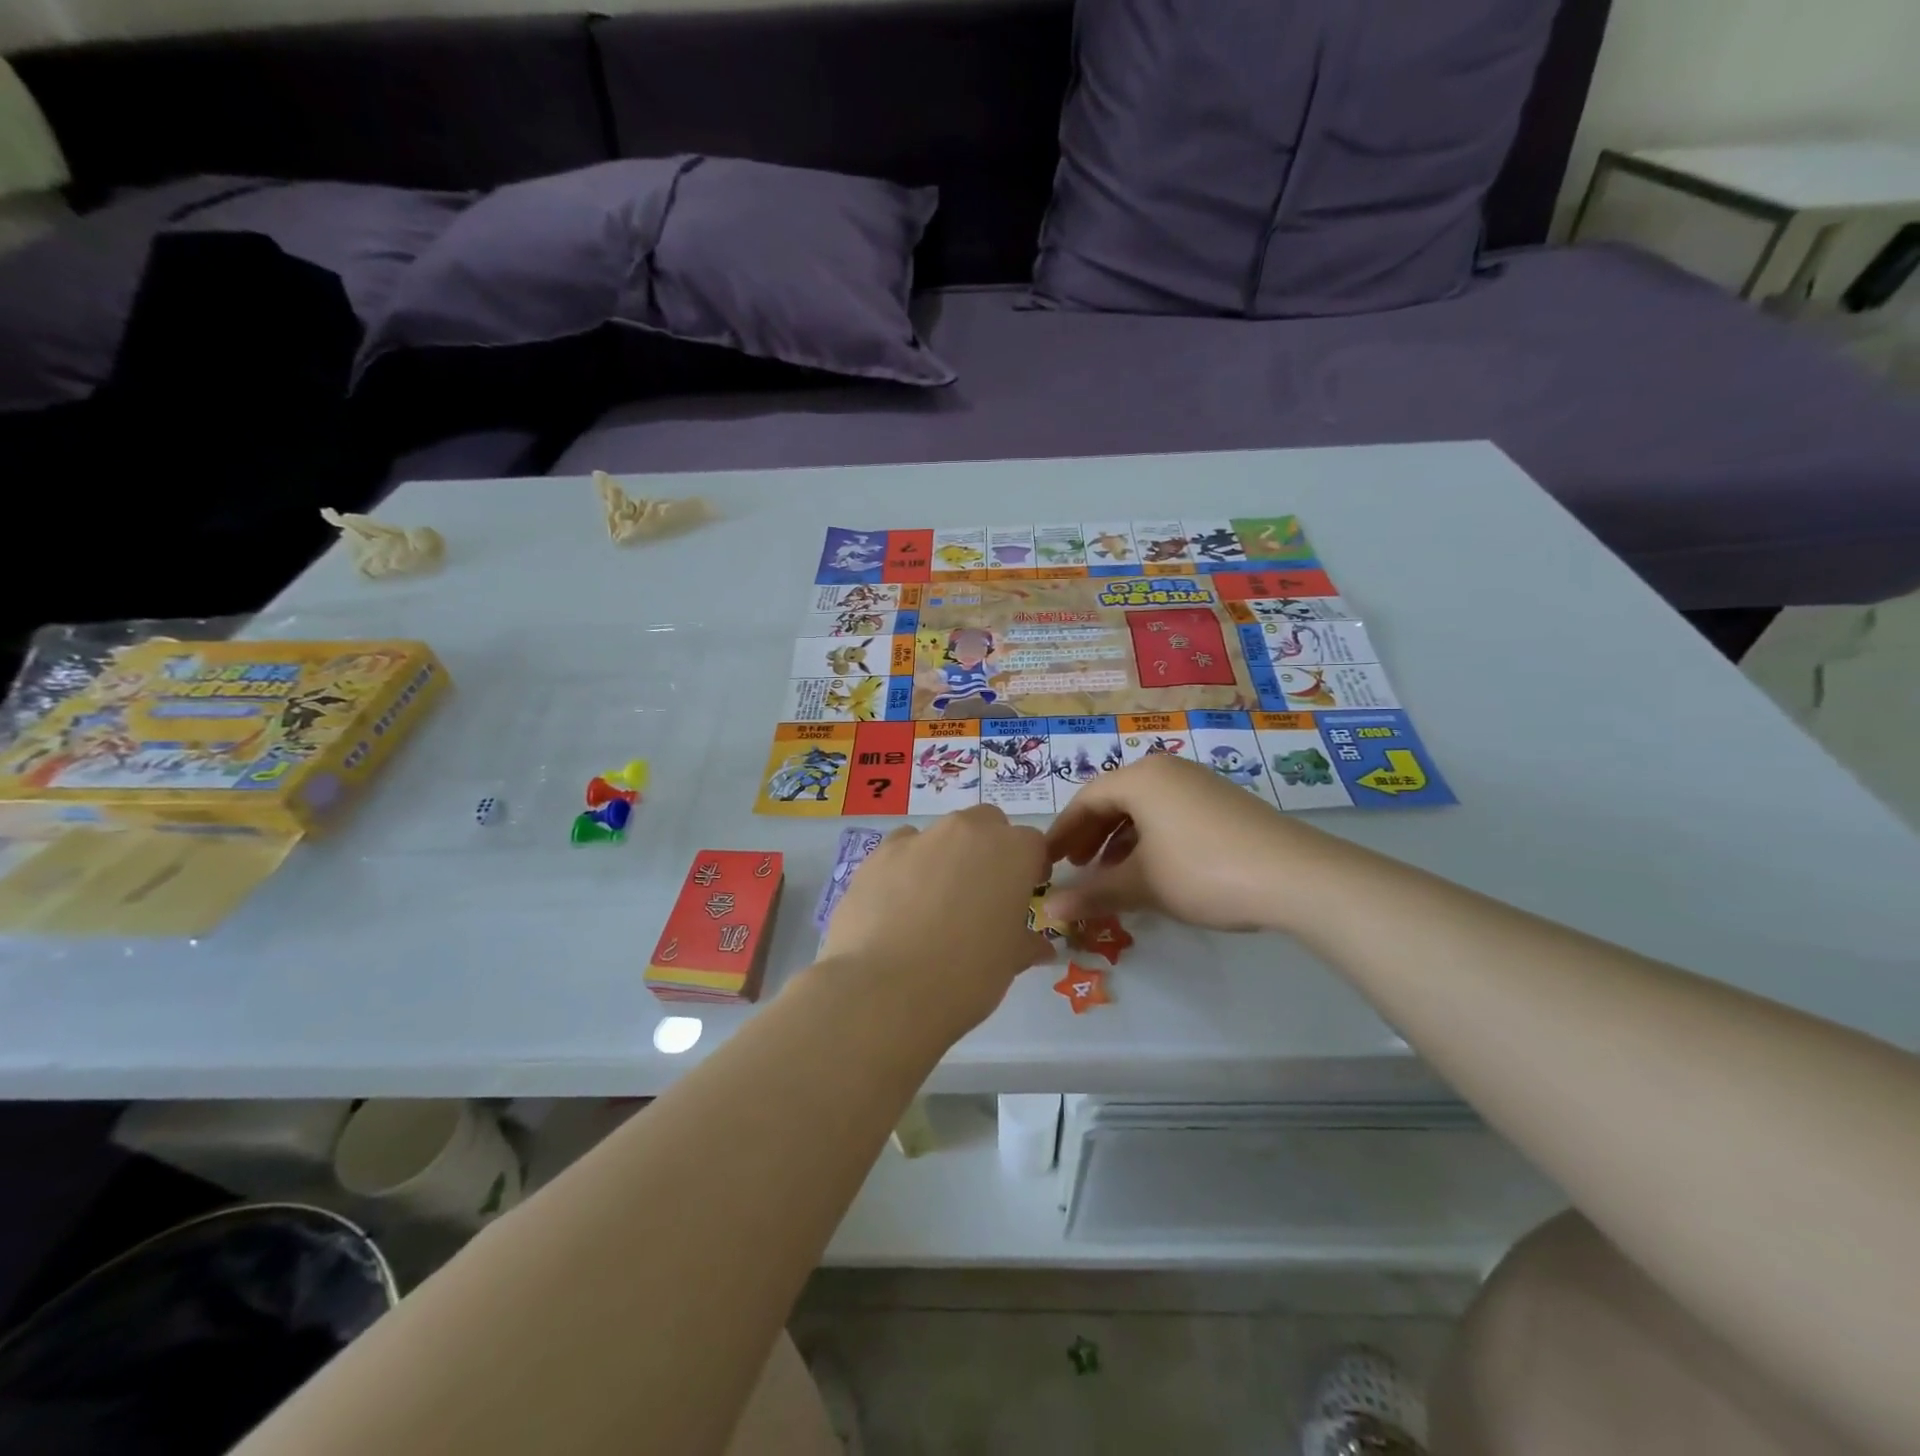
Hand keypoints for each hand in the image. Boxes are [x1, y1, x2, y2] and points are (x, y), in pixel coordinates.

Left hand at [819, 807, 1055, 1038]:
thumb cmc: (966, 976)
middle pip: (987, 824)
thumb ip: (1025, 943)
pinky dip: (906, 867)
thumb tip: (1039, 946)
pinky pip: (902, 849)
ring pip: (942, 834)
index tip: (1022, 896)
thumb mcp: (1009, 964)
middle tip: (980, 895)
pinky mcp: (878, 854)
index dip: (1029, 869)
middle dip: (989, 850)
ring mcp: (919, 838)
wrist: (885, 989)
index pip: (1032, 844)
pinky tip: (898, 905)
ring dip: (946, 856)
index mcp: (1012, 852)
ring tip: (933, 905)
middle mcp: (967, 831)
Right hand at [1045, 754, 1352, 933]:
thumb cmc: (1203, 871)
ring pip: (1144, 808)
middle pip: (1114, 799)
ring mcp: (1200, 784)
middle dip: (1090, 835)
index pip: (1086, 799)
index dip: (1062, 832)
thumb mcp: (1142, 885)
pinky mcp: (1224, 803)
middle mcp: (1168, 770)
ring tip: (1109, 874)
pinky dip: (1150, 839)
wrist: (1296, 876)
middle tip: (1073, 867)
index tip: (1046, 861)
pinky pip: (1170, 814)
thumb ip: (1092, 893)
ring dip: (1120, 840)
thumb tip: (1049, 910)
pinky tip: (1152, 870)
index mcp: (1141, 778)